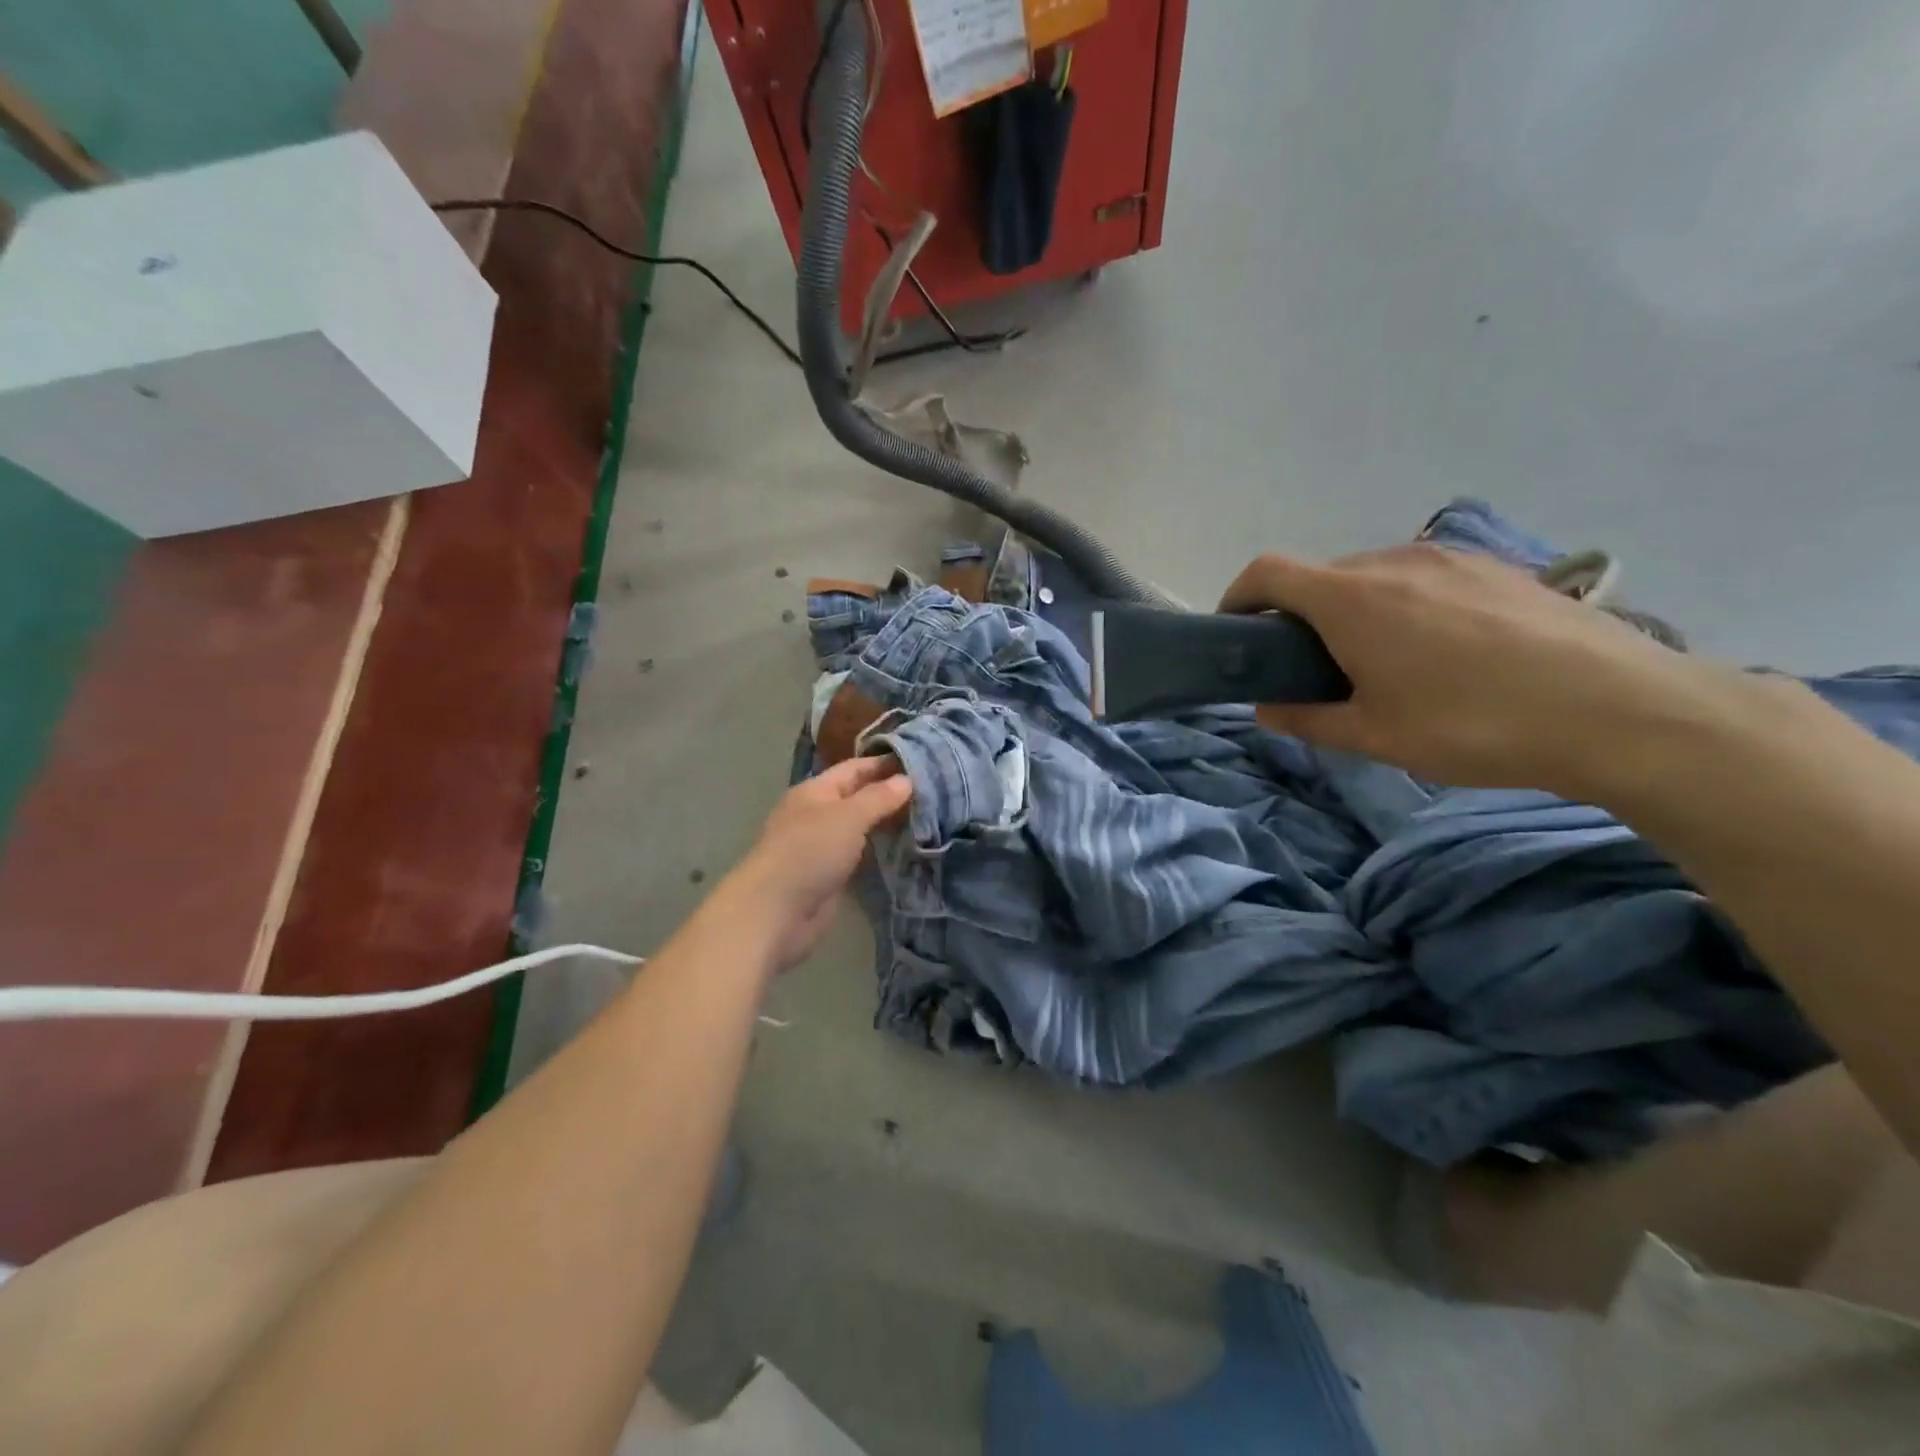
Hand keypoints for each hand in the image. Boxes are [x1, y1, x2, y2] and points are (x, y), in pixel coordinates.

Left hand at [720, 755, 911, 971]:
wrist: (776, 912)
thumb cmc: (810, 852)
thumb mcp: (848, 816)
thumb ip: (878, 798)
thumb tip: (906, 779)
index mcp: (814, 791)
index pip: (854, 768)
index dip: (884, 763)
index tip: (921, 762)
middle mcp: (816, 814)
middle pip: (857, 797)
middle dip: (889, 794)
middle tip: (931, 792)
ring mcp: (820, 846)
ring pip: (858, 827)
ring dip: (885, 824)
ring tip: (926, 818)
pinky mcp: (827, 875)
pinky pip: (858, 855)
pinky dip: (878, 850)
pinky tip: (904, 849)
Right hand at [1219, 543, 1732, 796]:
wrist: (1620, 711)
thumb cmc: (1474, 726)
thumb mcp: (1374, 736)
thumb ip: (1307, 718)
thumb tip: (1267, 707)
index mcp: (1352, 599)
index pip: (1268, 572)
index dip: (1238, 596)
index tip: (1236, 632)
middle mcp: (1394, 562)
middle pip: (1320, 576)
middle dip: (1299, 615)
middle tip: (1313, 667)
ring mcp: (1451, 558)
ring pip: (1373, 575)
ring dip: (1353, 610)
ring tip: (1380, 661)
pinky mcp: (1496, 566)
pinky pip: (1423, 576)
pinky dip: (1402, 604)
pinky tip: (1439, 650)